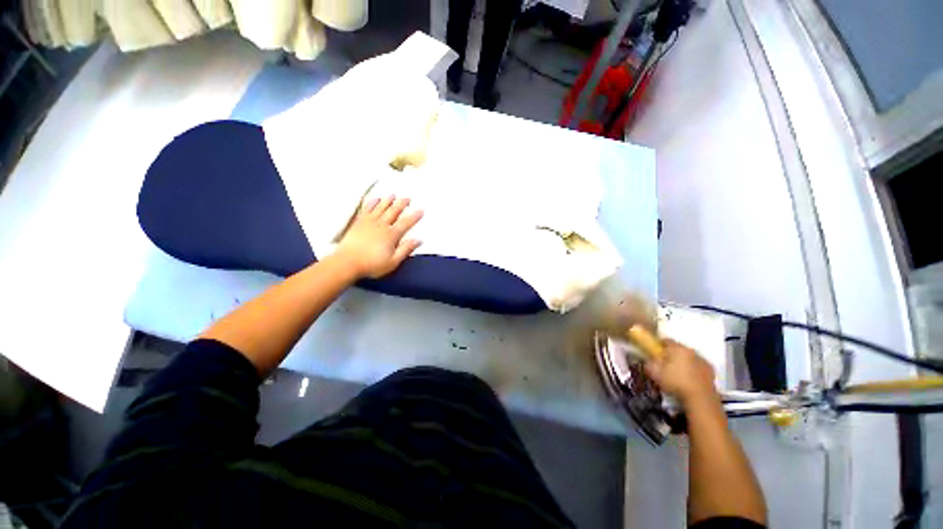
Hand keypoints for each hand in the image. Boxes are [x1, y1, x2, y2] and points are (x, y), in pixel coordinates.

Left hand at [335, 196, 422, 278]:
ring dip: (388, 200)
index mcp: (391, 235)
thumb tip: (418, 240)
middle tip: (408, 198)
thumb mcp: (393, 262)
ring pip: (381, 207)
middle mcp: (381, 225)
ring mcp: (369, 222)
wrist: (347, 262)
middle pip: (393, 211)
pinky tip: (375, 199)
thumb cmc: (371, 264)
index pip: (406, 223)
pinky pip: (367, 209)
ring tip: (393, 195)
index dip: (414, 216)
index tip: (421, 209)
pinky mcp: (359, 222)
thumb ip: (406, 249)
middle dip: (402, 203)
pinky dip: (372, 202)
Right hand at [645, 340, 717, 404]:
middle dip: (671, 354)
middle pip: (678, 348)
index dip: (658, 345)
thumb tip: (647, 358)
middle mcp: (691, 350)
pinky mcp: (711, 371)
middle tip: (664, 363)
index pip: (665, 340)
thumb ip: (649, 362)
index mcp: (677, 348)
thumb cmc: (675, 382)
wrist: (700, 398)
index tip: (653, 352)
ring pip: (689, 357)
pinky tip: (688, 379)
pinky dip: (693, 369)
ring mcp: (703, 360)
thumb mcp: (655, 373)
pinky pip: (698, 366)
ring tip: (677, 373)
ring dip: (683, 361)